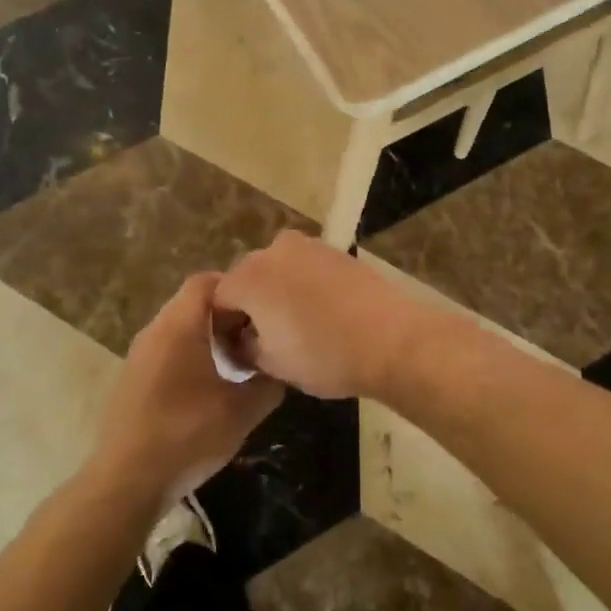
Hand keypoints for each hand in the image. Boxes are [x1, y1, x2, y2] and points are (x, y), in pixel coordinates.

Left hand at [87, 274, 283, 508]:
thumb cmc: (187, 435)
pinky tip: (206, 389)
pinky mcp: (131, 381)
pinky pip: (165, 352)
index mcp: (179, 326)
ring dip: (207, 338)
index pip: (206, 281)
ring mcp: (138, 356)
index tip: (263, 308)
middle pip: (192, 303)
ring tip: (236, 363)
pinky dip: (188, 357)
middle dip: (226, 314)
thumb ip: (268, 383)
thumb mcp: (242, 411)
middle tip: (255, 336)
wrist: (126, 482)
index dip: (236, 286)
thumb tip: (282, 367)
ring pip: (178, 329)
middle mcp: (154, 331)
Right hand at [212, 231, 443, 399]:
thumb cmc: (324, 355)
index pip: (219, 300)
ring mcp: (308, 246)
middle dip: (249, 305)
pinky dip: (304, 285)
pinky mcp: (336, 250)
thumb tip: (244, 341)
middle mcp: (273, 251)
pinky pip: (306, 267)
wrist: (391, 337)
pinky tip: (320, 311)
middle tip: (262, 338)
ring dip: (277, 292)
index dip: (222, 327)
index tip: (234, 351)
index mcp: (249, 278)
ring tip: (294, 324)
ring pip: (278, 269)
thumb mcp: (273, 365)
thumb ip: (246, 349)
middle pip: (247, 278)